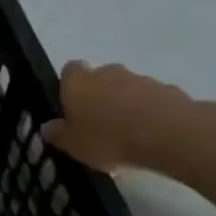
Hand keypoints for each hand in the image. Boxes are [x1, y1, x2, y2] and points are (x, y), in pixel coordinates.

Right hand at [41, 61, 215, 176]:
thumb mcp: (72, 144)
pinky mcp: (167, 90)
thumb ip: (58, 134)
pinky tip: (150, 137)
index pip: (69, 70)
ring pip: (127, 89)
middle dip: (99, 95)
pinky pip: (152, 100)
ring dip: (126, 105)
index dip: (70, 86)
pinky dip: (149, 113)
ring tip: (127, 136)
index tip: (72, 106)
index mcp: (79, 82)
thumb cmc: (107, 138)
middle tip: (99, 124)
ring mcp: (140, 79)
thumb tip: (47, 127)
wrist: (166, 134)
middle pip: (100, 77)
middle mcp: (107, 72)